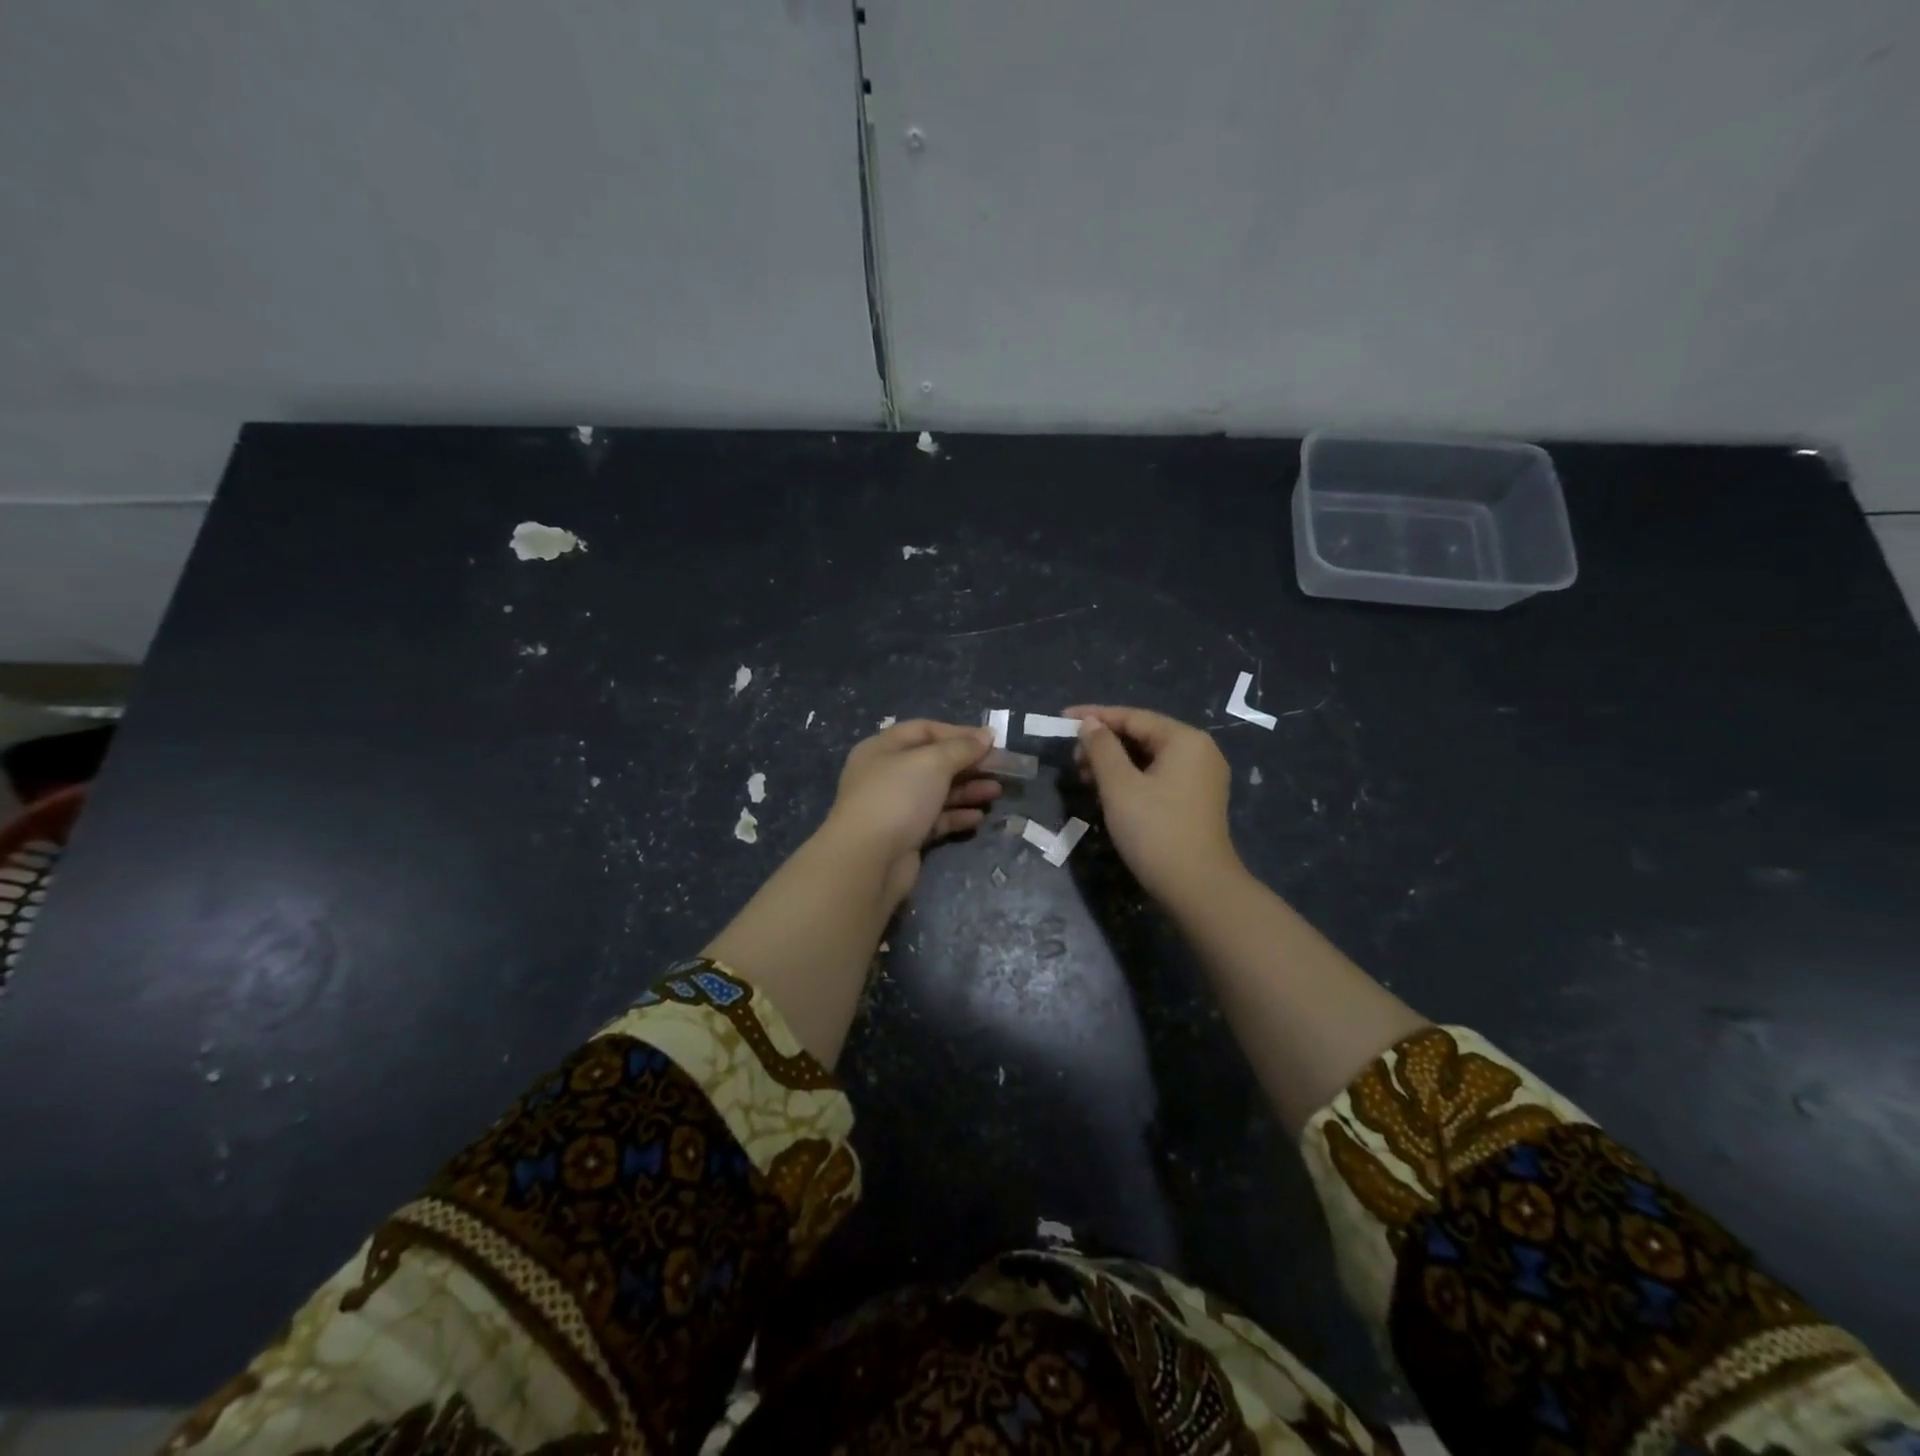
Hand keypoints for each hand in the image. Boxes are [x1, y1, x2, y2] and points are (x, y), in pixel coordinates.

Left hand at [821, 719, 1000, 905]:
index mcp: (883, 748)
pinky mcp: (904, 836)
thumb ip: (961, 747)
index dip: (958, 733)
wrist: (868, 860)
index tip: (990, 741)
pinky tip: (978, 817)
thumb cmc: (898, 797)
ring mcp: (894, 807)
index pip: (924, 730)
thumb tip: (985, 736)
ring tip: (996, 792)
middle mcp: (886, 774)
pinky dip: (956, 816)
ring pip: (937, 792)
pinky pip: (935, 820)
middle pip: (933, 762)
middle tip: (1001, 768)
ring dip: (967, 790)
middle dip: (967, 764)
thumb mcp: (932, 762)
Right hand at [1066, 704, 1238, 904]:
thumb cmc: (1155, 830)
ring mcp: (1200, 778)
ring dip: (1113, 763)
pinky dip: (1130, 779)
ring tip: (1083, 777)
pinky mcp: (1195, 801)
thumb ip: (1102, 748)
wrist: (1197, 888)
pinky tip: (1106, 792)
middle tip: (1071, 758)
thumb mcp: (1119, 786)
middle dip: (1103, 743)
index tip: (1061, 719)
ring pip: (1148, 758)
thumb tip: (1090, 724)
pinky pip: (1157, 777)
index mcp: (1185, 740)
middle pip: (1142, 735)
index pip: (1133, 717)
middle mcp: (1198, 752)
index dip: (1094, 716)